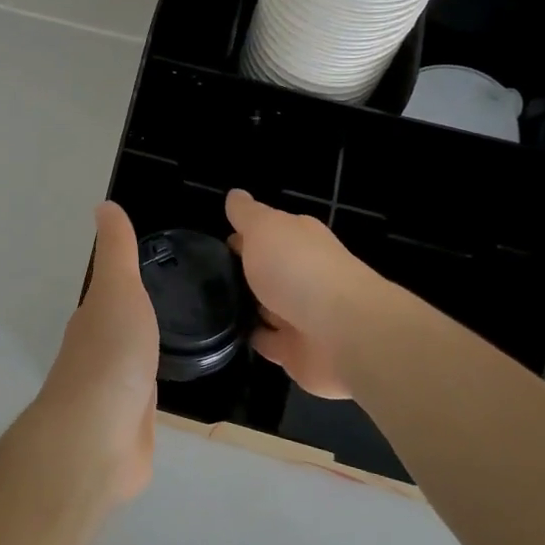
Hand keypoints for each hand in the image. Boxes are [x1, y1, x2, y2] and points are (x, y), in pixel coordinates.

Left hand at [22, 202, 159, 505]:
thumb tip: (104, 205)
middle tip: (182, 298)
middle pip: (122, 325)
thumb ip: (116, 252)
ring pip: (135, 360)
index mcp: (94, 318)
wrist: (99, 439)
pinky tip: (174, 383)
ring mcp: (114, 391)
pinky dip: (158, 386)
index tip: (157, 265)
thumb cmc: (111, 356)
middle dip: (141, 313)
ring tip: (184, 336)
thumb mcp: (117, 290)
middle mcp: (99, 351)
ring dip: (150, 349)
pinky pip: (148, 396)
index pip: (111, 292)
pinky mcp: (132, 424)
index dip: (128, 279)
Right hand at [226, 188, 386, 399]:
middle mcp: (303, 274)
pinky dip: (250, 337)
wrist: (343, 333)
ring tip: (206, 305)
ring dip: (245, 306)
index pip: (267, 233)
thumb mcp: (265, 228)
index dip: (242, 235)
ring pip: (265, 306)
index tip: (212, 244)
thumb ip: (247, 214)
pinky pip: (266, 341)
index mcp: (299, 240)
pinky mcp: (295, 350)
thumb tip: (235, 195)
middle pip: (267, 270)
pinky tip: (224, 334)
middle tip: (202, 276)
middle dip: (242, 272)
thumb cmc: (300, 269)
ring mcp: (300, 314)